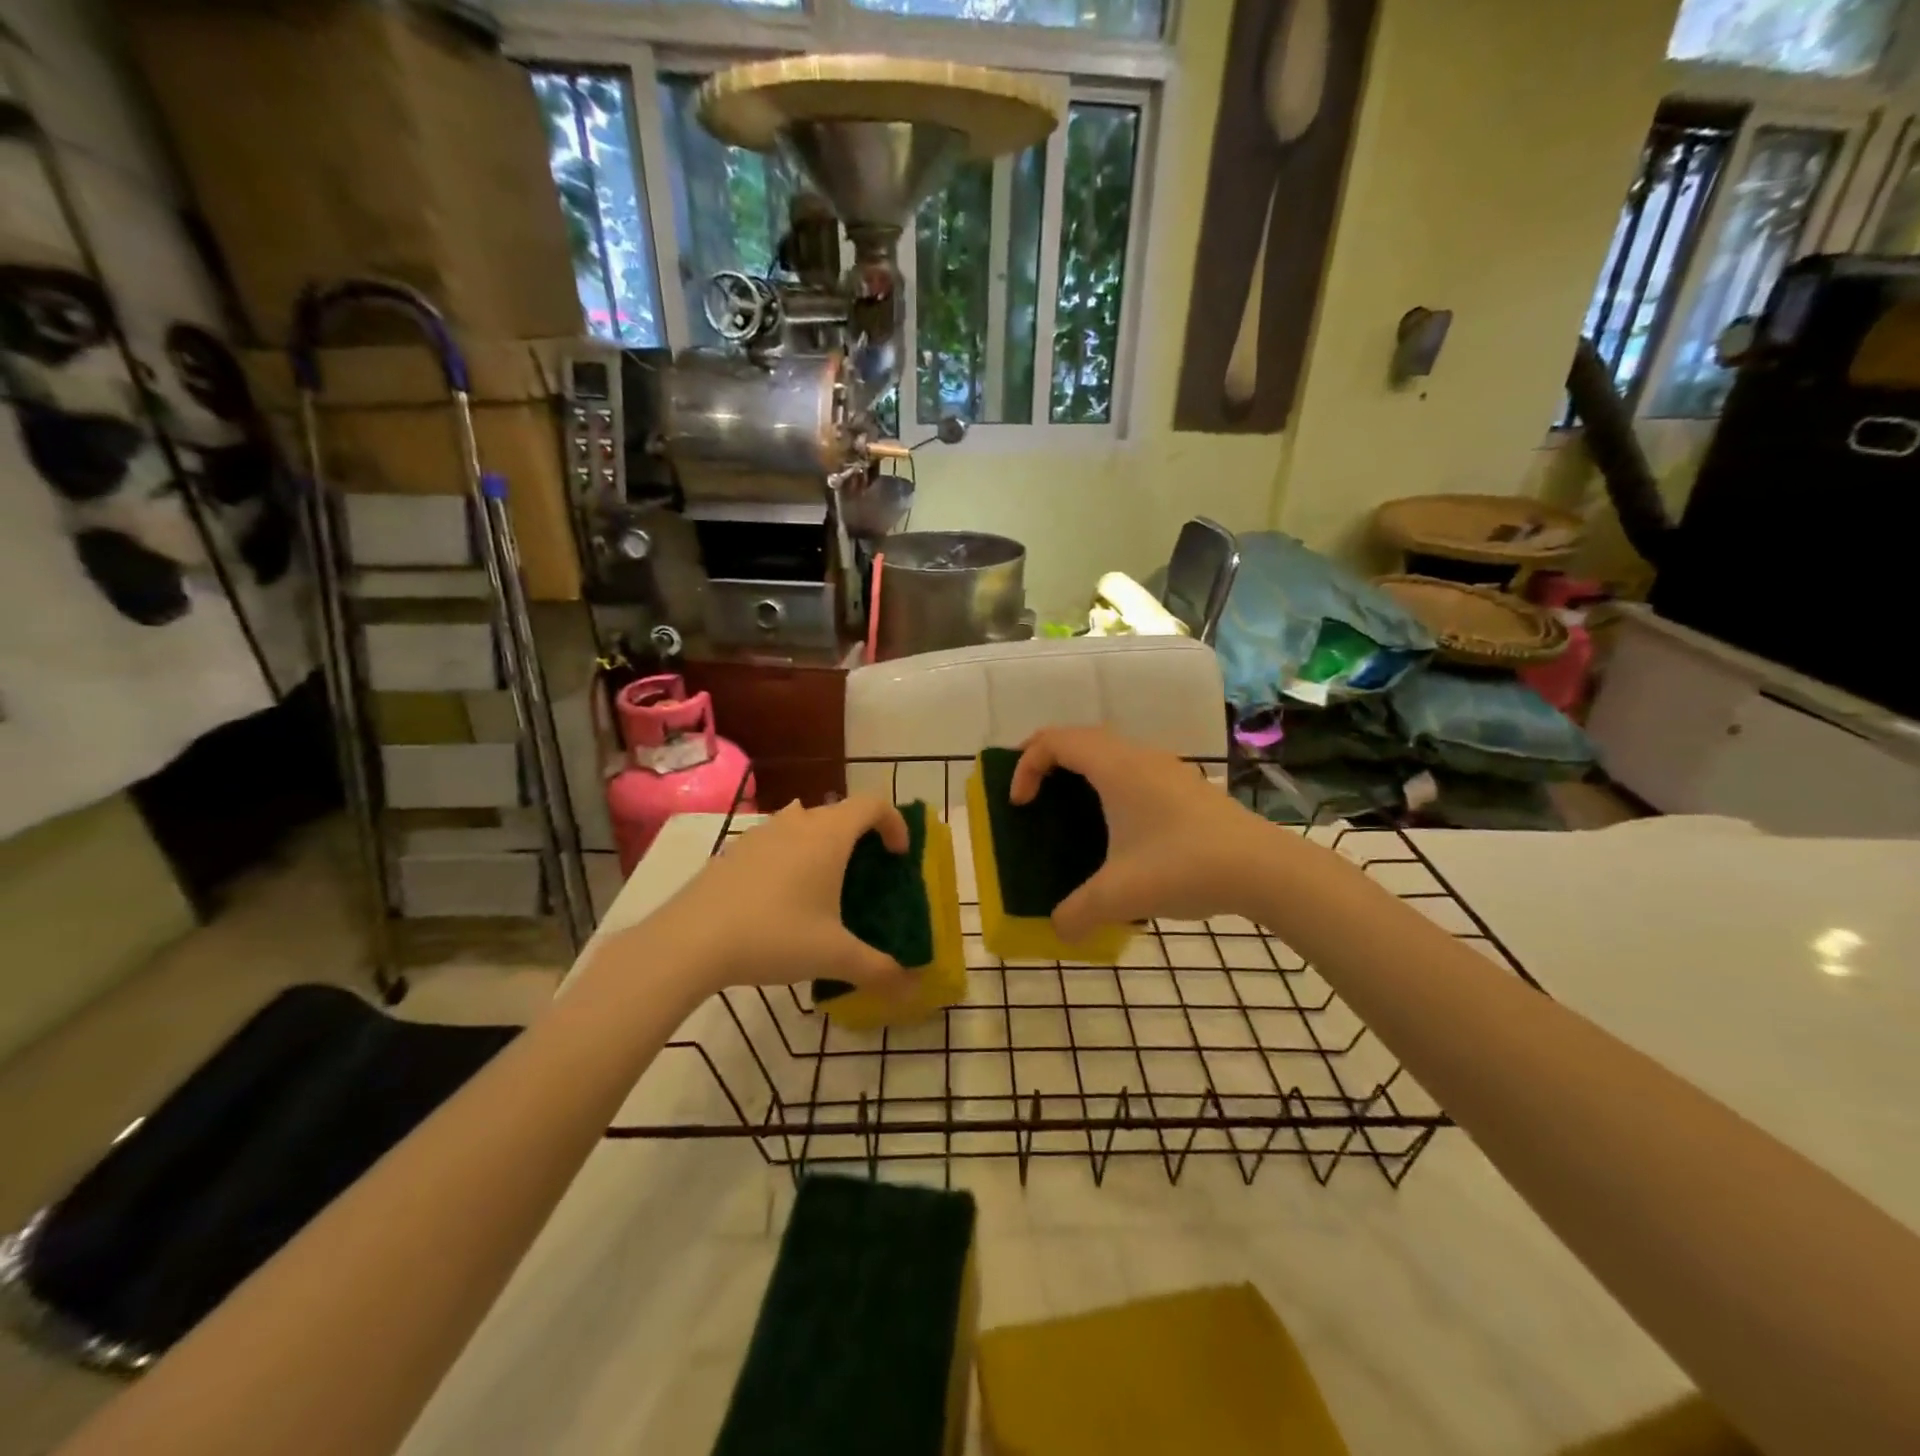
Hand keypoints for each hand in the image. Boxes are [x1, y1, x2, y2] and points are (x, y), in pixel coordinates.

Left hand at [632, 798, 915, 999]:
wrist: (690, 940)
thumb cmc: (774, 935)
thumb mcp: (833, 957)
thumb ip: (878, 970)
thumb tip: (912, 989)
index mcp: (829, 835)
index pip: (873, 804)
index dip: (894, 823)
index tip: (898, 856)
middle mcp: (797, 822)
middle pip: (840, 812)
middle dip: (861, 837)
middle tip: (866, 875)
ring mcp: (761, 833)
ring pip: (804, 823)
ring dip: (823, 843)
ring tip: (824, 884)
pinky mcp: (734, 850)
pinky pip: (775, 841)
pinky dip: (791, 856)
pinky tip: (781, 897)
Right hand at [1012, 726, 1277, 940]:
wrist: (1264, 869)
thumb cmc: (1184, 867)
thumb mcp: (1120, 896)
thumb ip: (1077, 914)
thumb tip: (1058, 930)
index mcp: (1115, 767)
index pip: (1054, 740)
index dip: (1025, 765)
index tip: (1019, 805)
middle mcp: (1139, 757)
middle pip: (1080, 737)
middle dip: (1046, 759)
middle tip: (1029, 793)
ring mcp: (1167, 769)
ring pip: (1110, 751)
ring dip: (1081, 770)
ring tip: (1067, 808)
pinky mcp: (1186, 787)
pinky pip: (1133, 769)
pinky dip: (1109, 783)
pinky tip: (1117, 827)